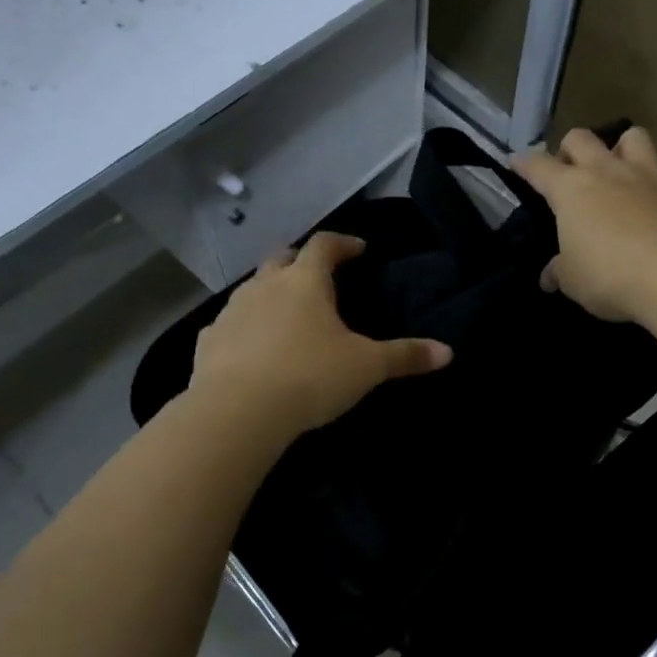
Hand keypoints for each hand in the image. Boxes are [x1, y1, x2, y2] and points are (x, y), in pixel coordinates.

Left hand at [188, 233, 452, 435]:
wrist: (237, 412)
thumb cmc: (309, 376)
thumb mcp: (367, 367)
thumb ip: (405, 356)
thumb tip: (448, 352)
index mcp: (305, 281)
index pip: (325, 245)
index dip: (344, 244)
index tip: (358, 250)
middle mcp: (265, 286)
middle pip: (282, 258)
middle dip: (301, 261)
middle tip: (319, 278)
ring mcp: (232, 311)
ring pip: (252, 288)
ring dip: (270, 293)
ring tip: (287, 314)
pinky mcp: (208, 341)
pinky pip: (229, 324)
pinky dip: (244, 327)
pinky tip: (252, 348)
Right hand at [512, 126, 656, 322]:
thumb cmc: (611, 276)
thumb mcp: (574, 281)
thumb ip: (560, 271)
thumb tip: (550, 276)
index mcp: (571, 190)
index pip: (538, 166)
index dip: (524, 163)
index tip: (516, 161)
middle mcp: (607, 171)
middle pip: (581, 138)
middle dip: (570, 148)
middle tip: (570, 169)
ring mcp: (648, 175)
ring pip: (632, 137)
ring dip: (621, 148)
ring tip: (619, 170)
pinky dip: (656, 184)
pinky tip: (656, 206)